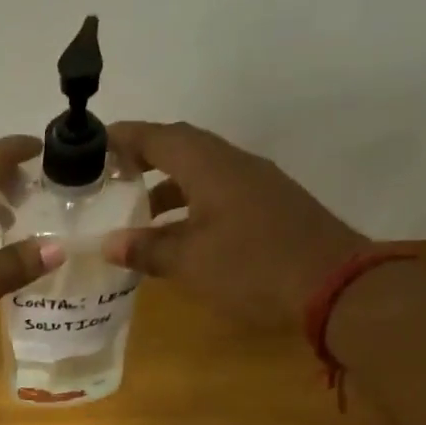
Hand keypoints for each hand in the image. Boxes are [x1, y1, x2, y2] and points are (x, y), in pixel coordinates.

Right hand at [101, 121, 370, 331]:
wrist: (332, 286)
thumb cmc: (252, 267)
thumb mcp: (190, 262)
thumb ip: (147, 249)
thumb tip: (109, 243)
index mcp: (211, 166)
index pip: (160, 138)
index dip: (125, 138)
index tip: (93, 144)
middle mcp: (235, 165)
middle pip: (182, 150)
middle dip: (144, 160)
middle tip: (110, 177)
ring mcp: (257, 186)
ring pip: (202, 175)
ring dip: (167, 187)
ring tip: (137, 213)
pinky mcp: (270, 208)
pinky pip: (219, 195)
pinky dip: (191, 206)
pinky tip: (179, 236)